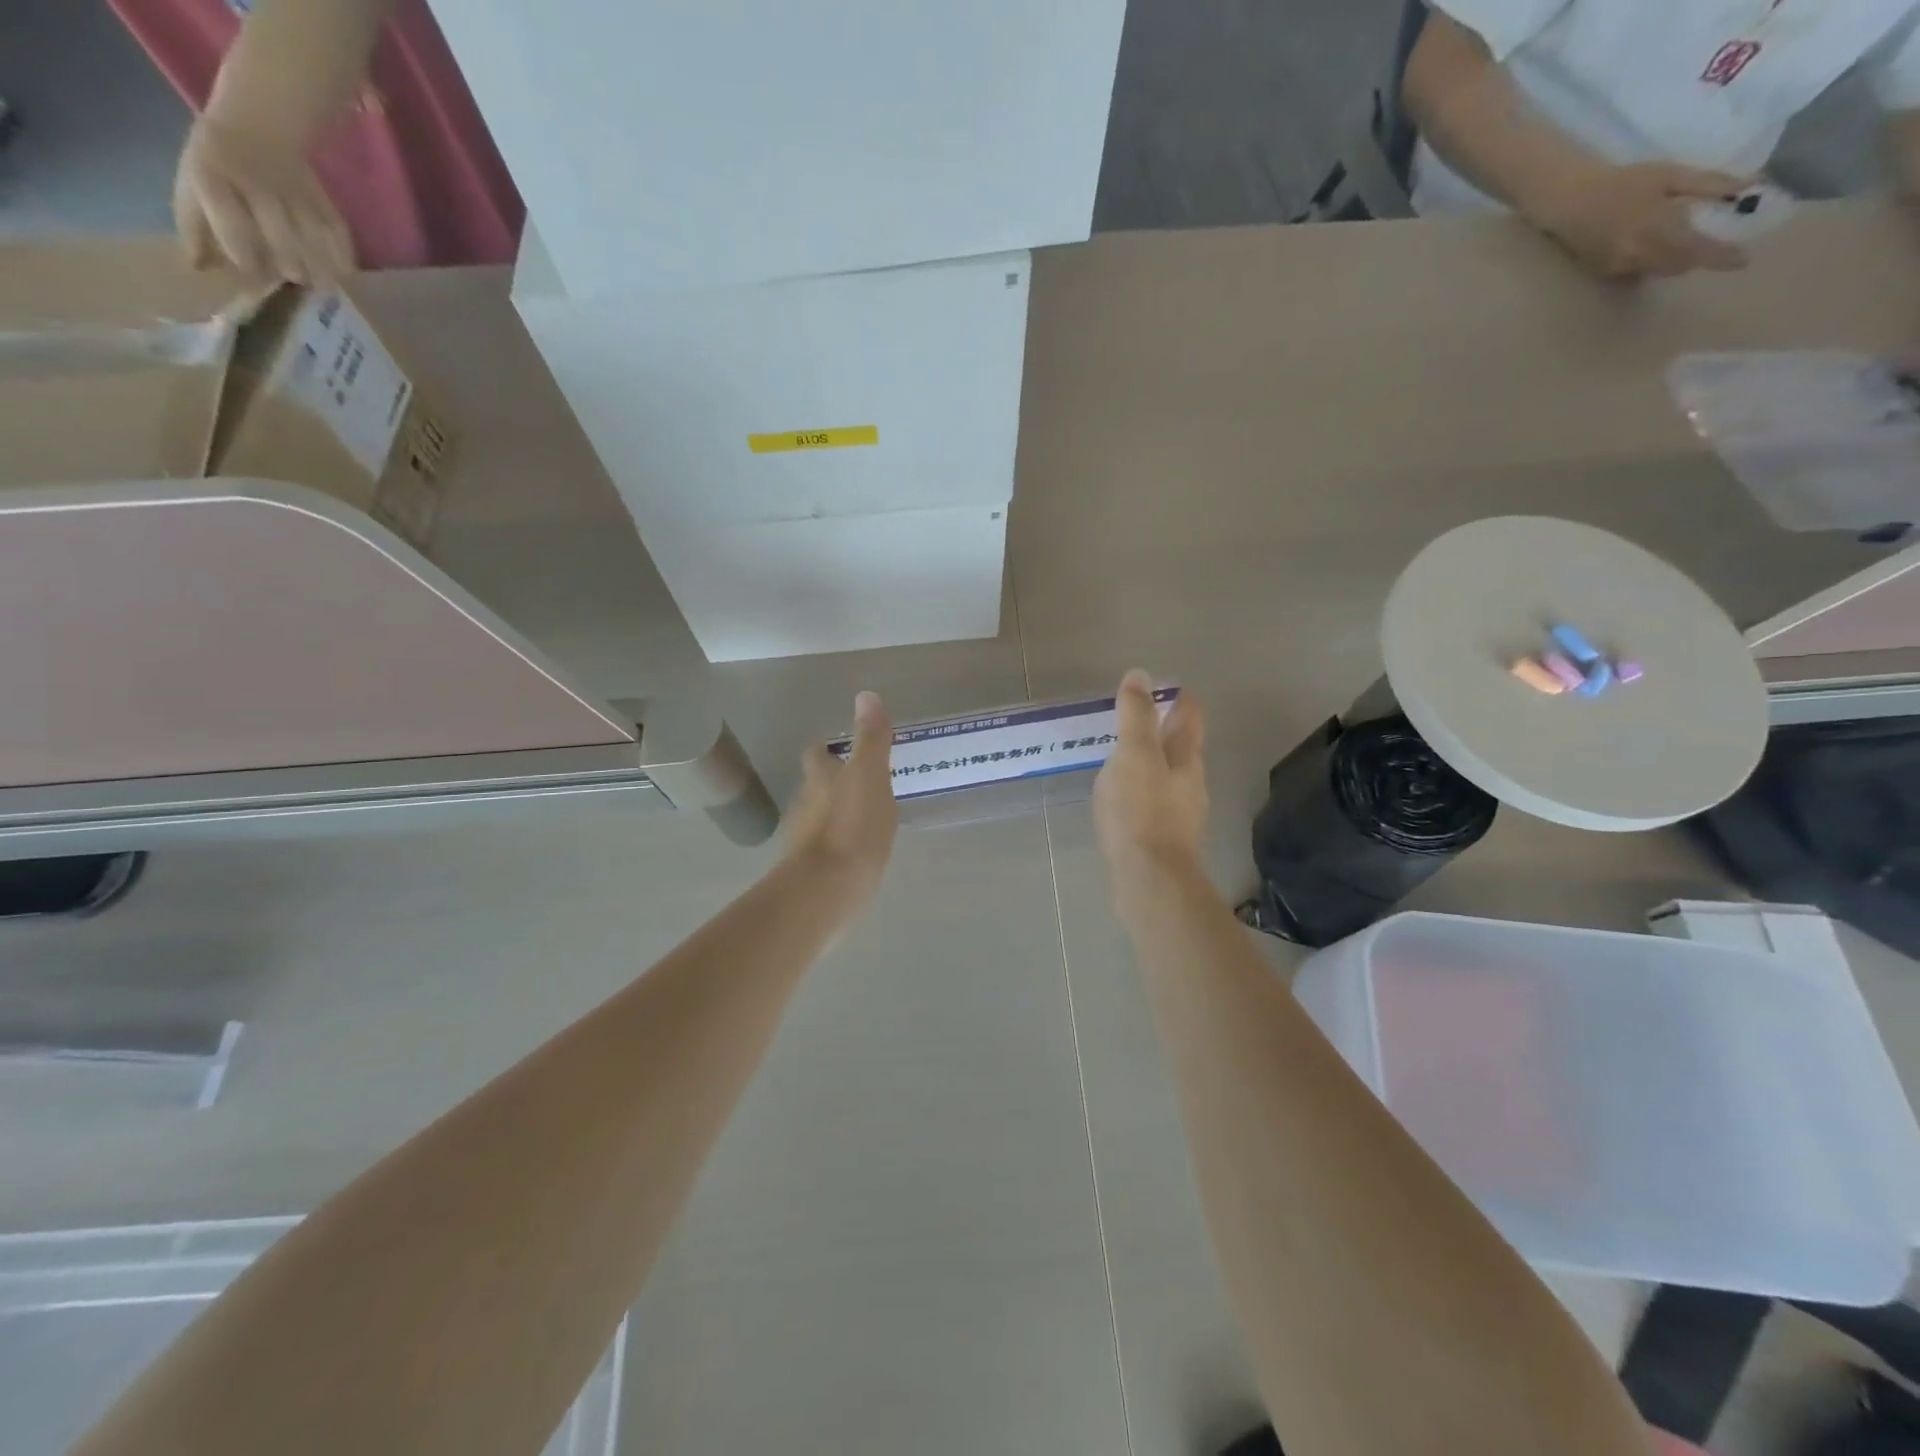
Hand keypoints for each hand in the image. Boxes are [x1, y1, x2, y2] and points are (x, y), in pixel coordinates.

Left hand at [173, 112, 352, 285]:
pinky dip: (342, 259)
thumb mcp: (190, 186)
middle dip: (288, 268)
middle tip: (291, 283)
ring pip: (314, 241)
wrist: (257, 128)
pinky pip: (338, 236)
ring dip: (320, 269)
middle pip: (281, 238)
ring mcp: (294, 190)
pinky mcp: (323, 199)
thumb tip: (200, 267)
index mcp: (212, 176)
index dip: (244, 259)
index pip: (231, 226)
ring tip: (320, 287)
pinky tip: (341, 274)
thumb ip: (194, 227)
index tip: (253, 278)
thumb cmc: (217, 166)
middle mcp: (255, 183)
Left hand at [784, 691, 898, 907]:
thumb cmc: (852, 828)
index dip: (826, 749)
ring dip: (835, 814)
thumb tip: (866, 694)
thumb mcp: (870, 777)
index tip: (840, 748)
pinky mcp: (811, 872)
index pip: (816, 755)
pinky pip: (825, 850)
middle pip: (815, 787)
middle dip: (831, 782)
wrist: (827, 891)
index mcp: (821, 780)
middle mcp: (807, 806)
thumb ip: (871, 740)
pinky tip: (856, 853)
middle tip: (859, 782)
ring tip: (863, 817)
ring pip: (818, 818)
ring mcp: (806, 841)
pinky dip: (838, 846)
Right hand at [1093, 670, 1208, 885]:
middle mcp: (1190, 784)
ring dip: (1153, 763)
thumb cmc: (1141, 812)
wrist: (1150, 881)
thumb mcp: (1134, 755)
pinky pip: (1153, 805)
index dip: (1181, 699)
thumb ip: (1136, 716)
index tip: (1167, 687)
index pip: (1190, 718)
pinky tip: (1123, 801)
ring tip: (1125, 757)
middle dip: (1166, 731)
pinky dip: (1142, 793)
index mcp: (1186, 759)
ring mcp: (1180, 815)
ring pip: (1169, 778)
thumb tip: (1140, 675)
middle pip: (1182, 748)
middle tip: (1140, 718)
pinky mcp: (1164, 841)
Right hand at [1528, 162, 1751, 278]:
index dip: (1721, 256)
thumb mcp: (1671, 175)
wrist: (1572, 202)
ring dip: (1672, 260)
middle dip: (1695, 257)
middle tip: (1707, 243)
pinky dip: (1649, 260)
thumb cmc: (1624, 182)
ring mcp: (1618, 267)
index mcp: (1659, 228)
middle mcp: (1638, 254)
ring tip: (1676, 242)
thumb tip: (1747, 189)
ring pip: (1657, 270)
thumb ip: (1709, 184)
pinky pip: (1636, 271)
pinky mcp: (1603, 272)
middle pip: (1677, 266)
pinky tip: (1645, 244)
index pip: (1698, 249)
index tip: (1743, 261)